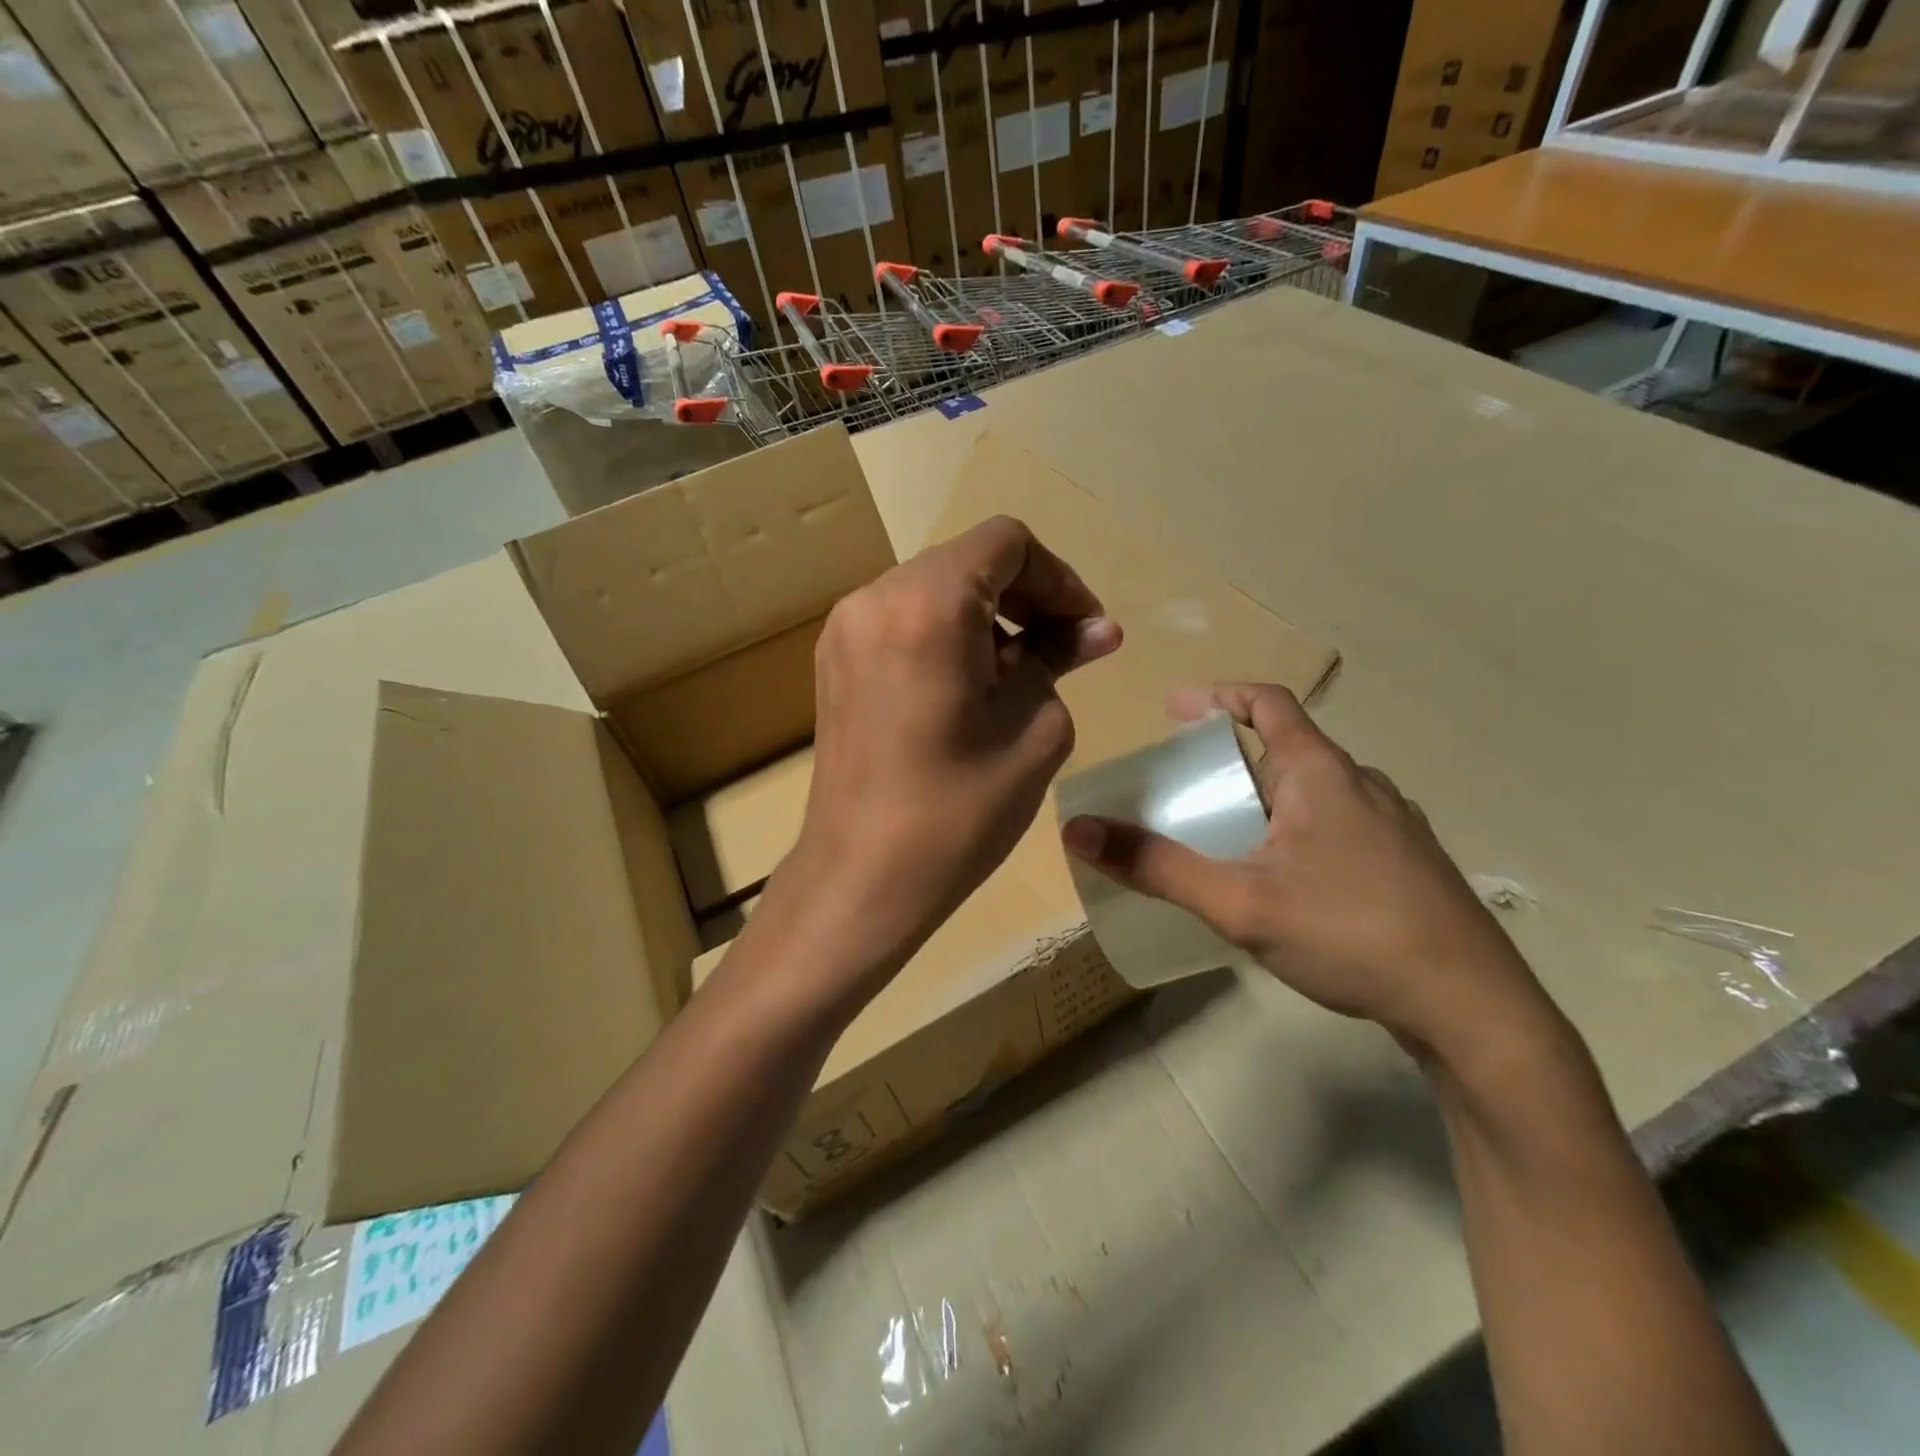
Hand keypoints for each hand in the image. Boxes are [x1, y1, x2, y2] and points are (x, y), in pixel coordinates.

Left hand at [777, 516, 1121, 998]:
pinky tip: (970, 689)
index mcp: (928, 604)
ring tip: (1020, 676)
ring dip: (987, 618)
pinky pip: (903, 622)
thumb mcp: (1035, 728)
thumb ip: (1059, 659)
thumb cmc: (960, 810)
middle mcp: (875, 599)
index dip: (1059, 579)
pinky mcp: (835, 662)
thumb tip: (1095, 629)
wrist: (864, 878)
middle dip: (1026, 597)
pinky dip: (947, 636)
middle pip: (967, 562)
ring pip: (934, 591)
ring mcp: (845, 630)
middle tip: (1064, 652)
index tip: (1085, 631)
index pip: (1006, 544)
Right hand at [1061, 684, 1555, 1063]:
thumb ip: (1157, 866)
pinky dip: (1298, 830)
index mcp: (1322, 773)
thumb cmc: (1351, 934)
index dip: (1219, 695)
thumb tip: (1079, 832)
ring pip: (1315, 792)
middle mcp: (1362, 784)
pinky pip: (1338, 825)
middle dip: (1232, 762)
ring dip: (1267, 799)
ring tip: (1228, 838)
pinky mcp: (1409, 864)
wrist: (1473, 1009)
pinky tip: (1286, 881)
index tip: (1176, 710)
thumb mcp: (1239, 902)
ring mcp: (1393, 824)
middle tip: (1189, 791)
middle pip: (1287, 749)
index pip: (1269, 702)